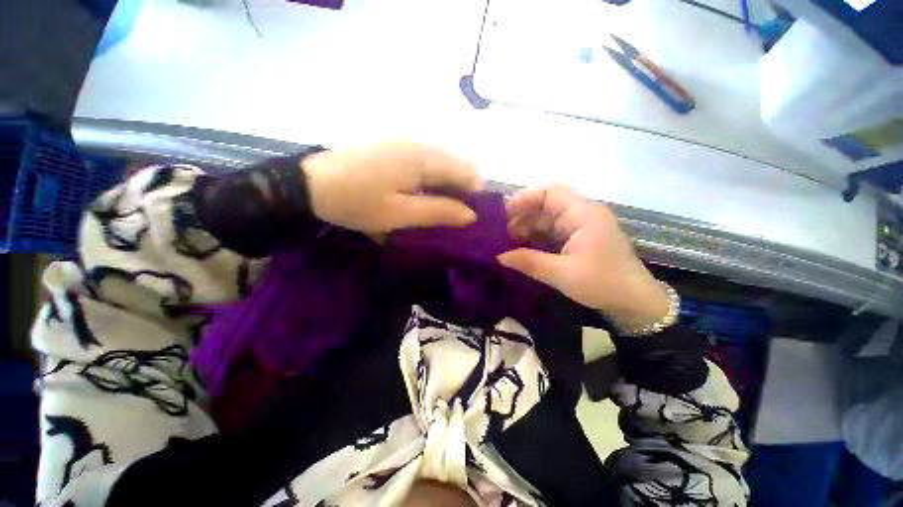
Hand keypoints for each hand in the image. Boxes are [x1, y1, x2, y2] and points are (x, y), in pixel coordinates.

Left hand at [302, 141, 481, 233]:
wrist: (312, 184)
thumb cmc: (357, 202)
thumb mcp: (400, 214)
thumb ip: (439, 212)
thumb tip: (472, 216)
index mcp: (424, 157)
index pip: (469, 173)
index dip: (475, 197)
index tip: (469, 220)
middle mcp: (422, 143)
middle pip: (459, 167)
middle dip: (462, 194)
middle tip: (453, 220)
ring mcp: (408, 142)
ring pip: (444, 165)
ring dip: (447, 188)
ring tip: (438, 212)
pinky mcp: (398, 147)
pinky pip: (428, 163)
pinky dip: (433, 181)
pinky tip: (422, 197)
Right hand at [497, 185, 669, 330]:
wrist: (634, 303)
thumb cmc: (603, 284)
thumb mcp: (563, 274)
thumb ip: (529, 262)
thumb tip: (498, 256)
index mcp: (583, 214)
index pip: (551, 192)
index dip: (525, 198)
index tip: (502, 213)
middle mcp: (581, 214)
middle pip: (545, 204)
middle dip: (521, 216)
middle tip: (499, 232)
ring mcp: (579, 226)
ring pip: (545, 218)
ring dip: (525, 228)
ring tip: (505, 242)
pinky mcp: (576, 238)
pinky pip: (550, 231)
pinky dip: (534, 238)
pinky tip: (519, 248)